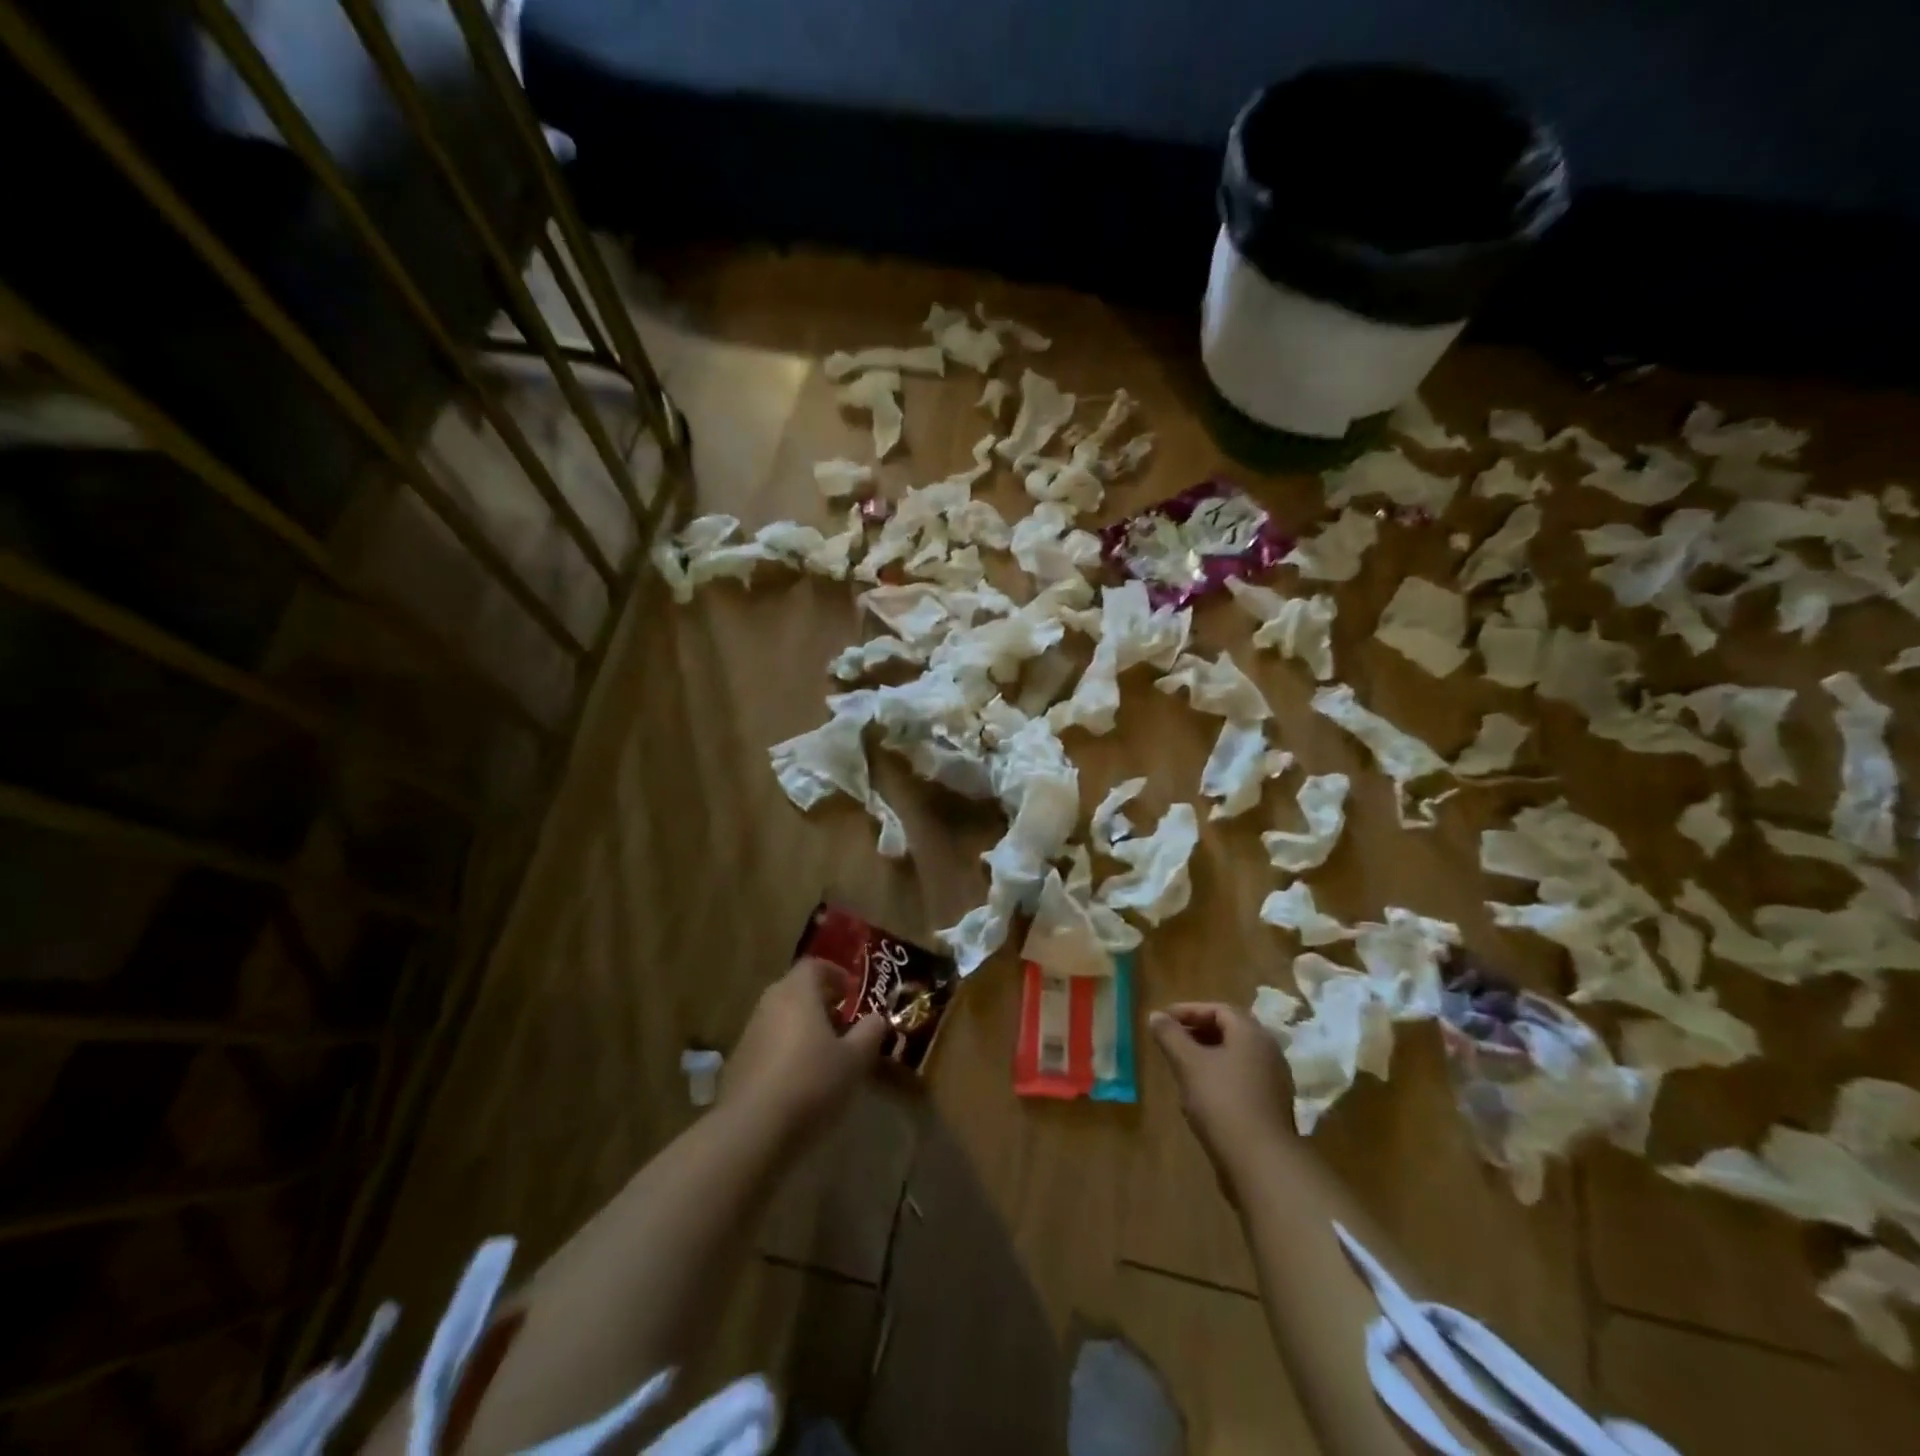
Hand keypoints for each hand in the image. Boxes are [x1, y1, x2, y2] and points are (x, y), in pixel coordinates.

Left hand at [722, 958, 887, 1136]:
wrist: (752, 1129)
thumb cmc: (811, 1081)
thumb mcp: (854, 1059)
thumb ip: (870, 1033)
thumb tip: (877, 1018)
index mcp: (797, 992)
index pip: (814, 965)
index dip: (835, 973)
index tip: (852, 991)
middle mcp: (770, 1003)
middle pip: (796, 990)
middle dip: (821, 1002)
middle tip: (844, 1022)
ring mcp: (749, 1033)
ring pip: (781, 1017)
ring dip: (803, 1027)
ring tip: (826, 1054)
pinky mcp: (738, 1063)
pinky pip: (768, 1044)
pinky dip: (786, 1050)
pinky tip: (800, 1079)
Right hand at [1148, 1003, 1292, 1197]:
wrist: (1261, 1162)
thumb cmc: (1222, 1101)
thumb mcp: (1188, 1064)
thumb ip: (1170, 1035)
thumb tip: (1155, 1015)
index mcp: (1251, 1034)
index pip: (1219, 1009)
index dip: (1189, 1011)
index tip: (1164, 1019)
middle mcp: (1268, 1051)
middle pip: (1230, 1031)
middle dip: (1198, 1032)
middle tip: (1172, 1039)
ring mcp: (1274, 1081)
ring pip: (1235, 1057)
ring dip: (1208, 1055)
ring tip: (1181, 1066)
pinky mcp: (1272, 1107)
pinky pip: (1242, 1079)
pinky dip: (1220, 1077)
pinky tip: (1200, 1094)